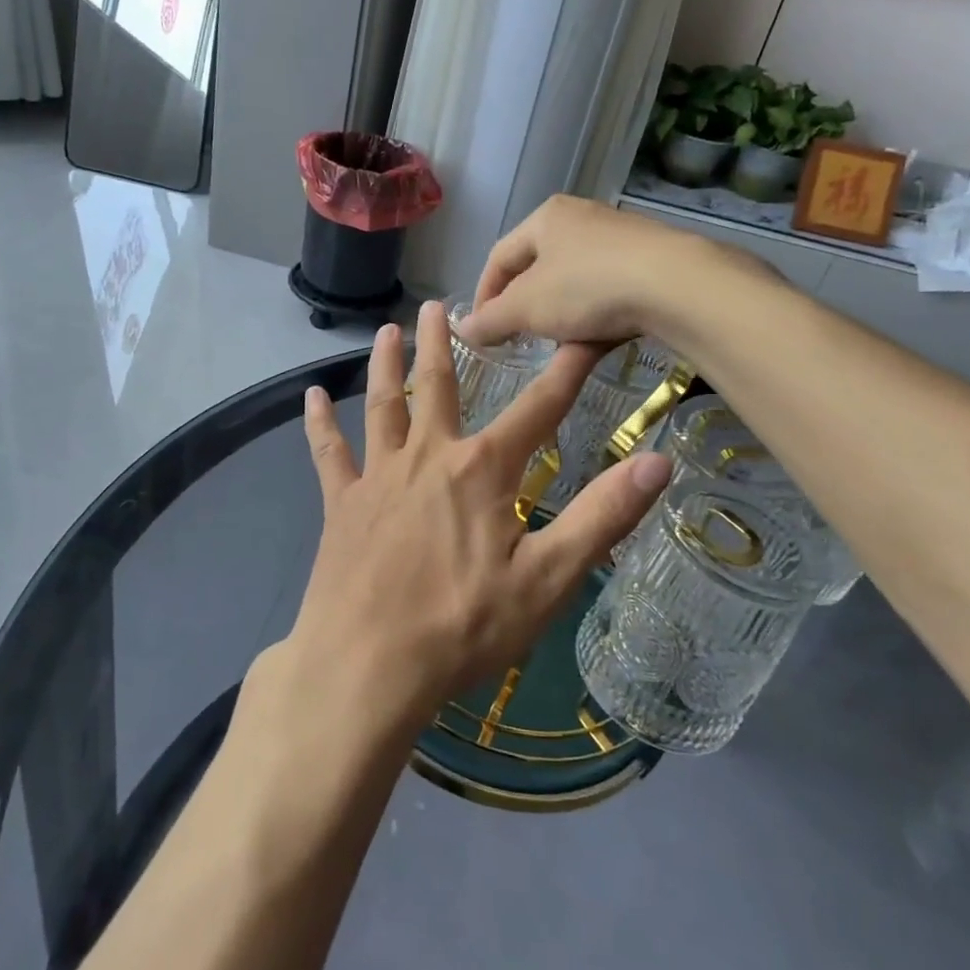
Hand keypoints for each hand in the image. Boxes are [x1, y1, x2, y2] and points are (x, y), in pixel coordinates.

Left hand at [287, 300, 672, 732]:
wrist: (367, 665)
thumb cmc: (463, 626)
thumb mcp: (547, 578)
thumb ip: (602, 516)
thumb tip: (659, 462)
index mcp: (483, 471)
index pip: (538, 410)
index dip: (566, 372)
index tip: (583, 335)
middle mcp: (429, 457)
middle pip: (440, 388)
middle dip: (444, 344)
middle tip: (441, 304)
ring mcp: (379, 477)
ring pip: (384, 406)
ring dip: (387, 365)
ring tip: (388, 330)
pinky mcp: (342, 503)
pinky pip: (329, 453)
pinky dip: (320, 424)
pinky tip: (310, 397)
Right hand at [455, 195, 724, 348]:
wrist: (677, 285)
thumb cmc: (587, 287)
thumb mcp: (527, 308)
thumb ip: (490, 320)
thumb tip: (461, 330)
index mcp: (545, 217)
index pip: (499, 257)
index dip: (484, 295)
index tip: (481, 332)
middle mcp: (581, 217)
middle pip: (537, 267)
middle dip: (524, 306)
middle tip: (518, 338)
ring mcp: (621, 236)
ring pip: (574, 280)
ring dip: (559, 313)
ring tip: (557, 344)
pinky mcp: (652, 259)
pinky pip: (608, 288)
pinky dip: (594, 314)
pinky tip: (597, 338)